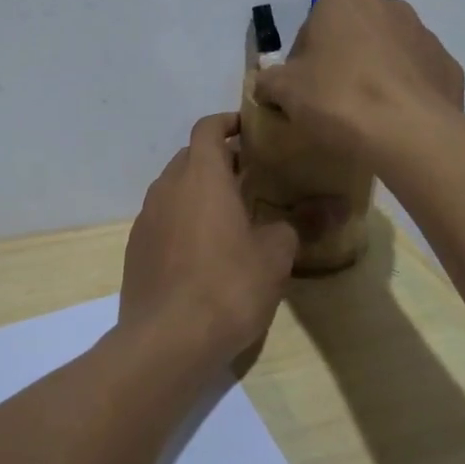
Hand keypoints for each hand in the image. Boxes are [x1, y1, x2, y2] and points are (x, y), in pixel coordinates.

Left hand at [119, 113, 298, 370]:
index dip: (227, 123)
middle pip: (190, 156)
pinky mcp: (136, 248)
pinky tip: (202, 251)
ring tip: (228, 214)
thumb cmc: (228, 286)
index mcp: (202, 176)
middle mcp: (168, 187)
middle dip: (217, 160)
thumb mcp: (274, 256)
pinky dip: (182, 219)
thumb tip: (328, 208)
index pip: (207, 128)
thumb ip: (297, 224)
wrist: (167, 340)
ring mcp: (146, 218)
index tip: (249, 131)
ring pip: (174, 188)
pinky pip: (162, 218)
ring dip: (198, 191)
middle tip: (248, 177)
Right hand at [253, 0, 464, 160]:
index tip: (302, 90)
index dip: (302, 61)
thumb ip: (269, 81)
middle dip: (341, 63)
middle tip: (329, 104)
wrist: (409, 134)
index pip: (313, 27)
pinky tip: (392, 125)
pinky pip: (415, 79)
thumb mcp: (284, 90)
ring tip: (363, 119)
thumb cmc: (338, 97)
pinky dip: (403, 96)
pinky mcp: (449, 68)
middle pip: (352, 36)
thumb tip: (267, 86)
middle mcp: (390, 5)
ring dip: (373, 77)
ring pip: (387, 56)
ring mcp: (425, 36)